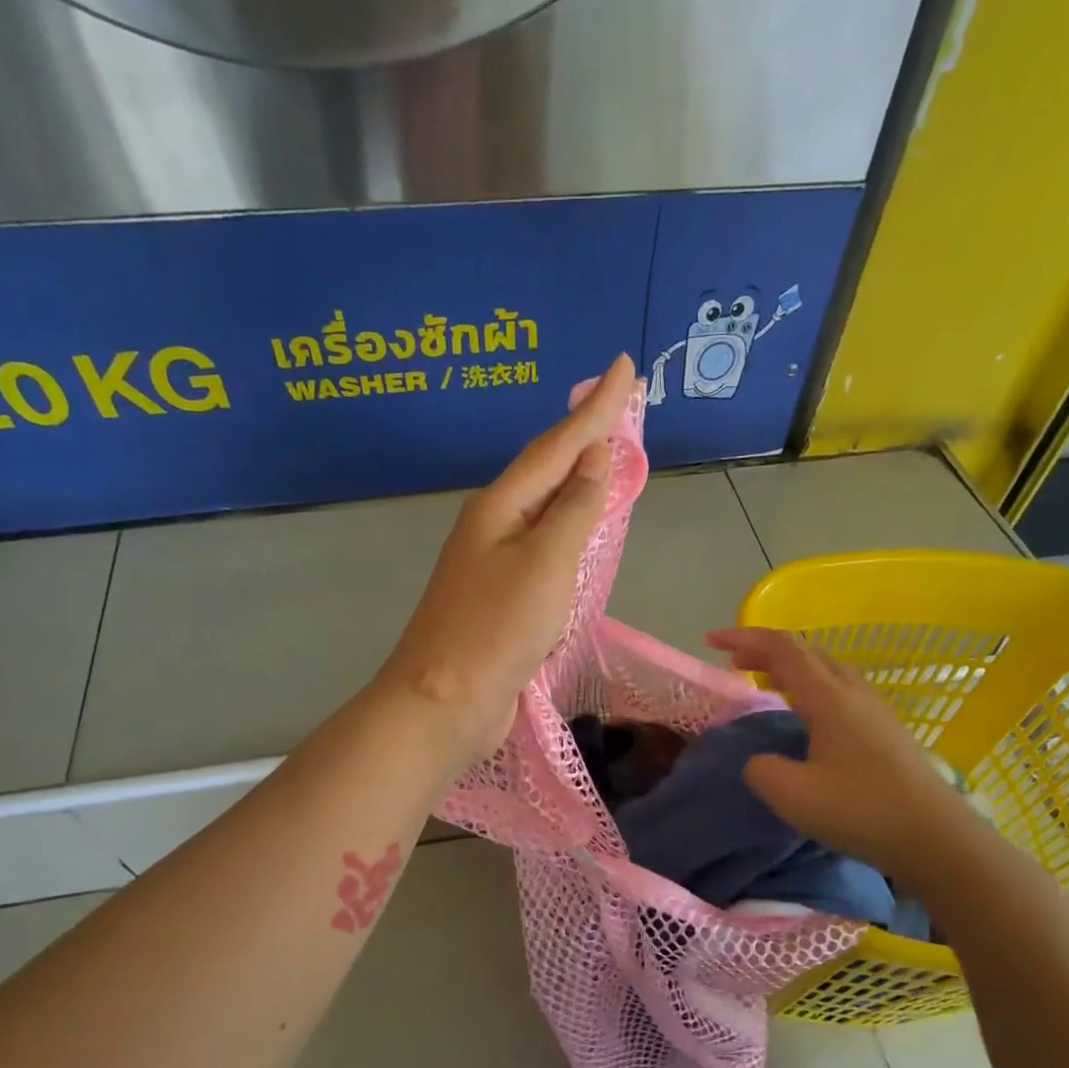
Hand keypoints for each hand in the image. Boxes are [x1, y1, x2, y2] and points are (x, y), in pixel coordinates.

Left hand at [379, 354, 635, 764]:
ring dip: (575, 479)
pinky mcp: (501, 598)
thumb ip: (574, 509)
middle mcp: (494, 525)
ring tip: (603, 454)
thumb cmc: (497, 628)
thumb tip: (593, 457)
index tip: (624, 366)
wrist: (445, 700)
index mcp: (501, 506)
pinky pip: (543, 548)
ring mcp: (493, 563)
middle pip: (546, 469)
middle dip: (584, 434)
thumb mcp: (546, 562)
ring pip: (544, 508)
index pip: (557, 444)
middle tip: (618, 402)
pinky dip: (568, 528)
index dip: (596, 407)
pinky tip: (578, 529)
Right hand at [706, 627, 968, 876]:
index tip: (711, 642)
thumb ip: (761, 770)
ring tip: (764, 681)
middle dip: (765, 649)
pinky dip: (810, 687)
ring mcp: (875, 710)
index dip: (744, 639)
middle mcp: (853, 692)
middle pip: (806, 652)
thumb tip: (761, 761)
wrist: (937, 839)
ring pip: (826, 669)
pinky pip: (839, 690)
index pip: (781, 648)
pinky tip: (805, 714)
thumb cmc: (861, 810)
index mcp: (828, 697)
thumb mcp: (792, 795)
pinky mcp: (886, 731)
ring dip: (790, 667)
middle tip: (733, 663)